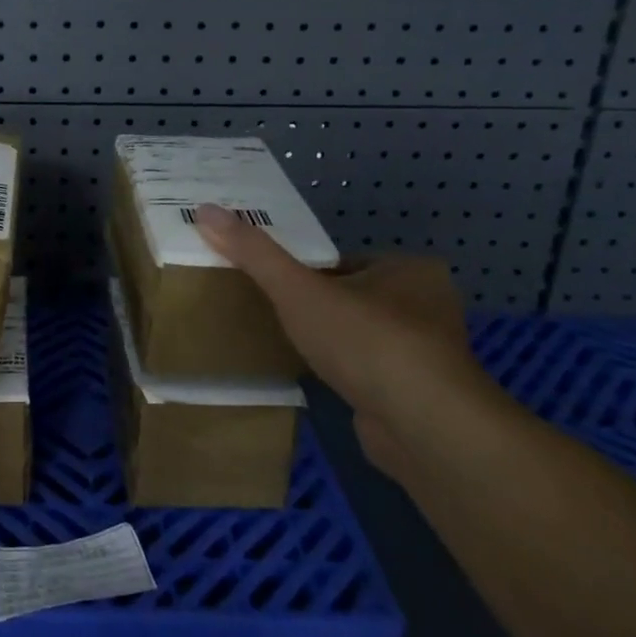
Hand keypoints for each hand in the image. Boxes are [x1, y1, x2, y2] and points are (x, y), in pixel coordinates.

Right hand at [193, 205, 501, 472]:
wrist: (423, 427)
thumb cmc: (365, 342)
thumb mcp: (299, 290)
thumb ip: (254, 253)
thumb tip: (206, 210)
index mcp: (410, 269)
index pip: (345, 262)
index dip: (306, 273)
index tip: (275, 289)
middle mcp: (429, 305)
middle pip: (353, 297)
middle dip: (319, 308)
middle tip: (278, 318)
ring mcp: (428, 353)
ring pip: (363, 335)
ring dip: (334, 343)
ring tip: (295, 350)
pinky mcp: (421, 394)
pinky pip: (373, 371)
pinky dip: (349, 373)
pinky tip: (324, 382)